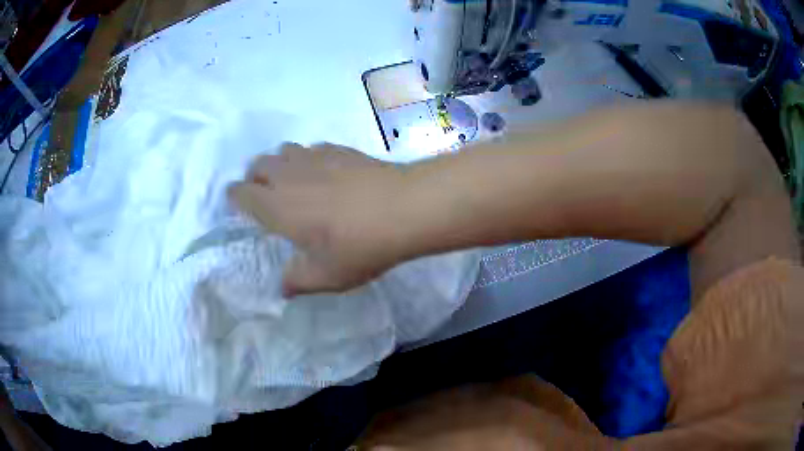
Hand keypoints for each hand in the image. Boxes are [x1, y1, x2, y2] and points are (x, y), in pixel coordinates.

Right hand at [229, 143, 406, 295]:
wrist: (404, 208)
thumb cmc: (359, 246)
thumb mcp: (326, 276)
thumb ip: (297, 282)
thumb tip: (283, 287)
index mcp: (276, 206)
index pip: (241, 193)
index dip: (235, 198)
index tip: (241, 207)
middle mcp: (289, 175)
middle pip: (258, 164)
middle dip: (255, 177)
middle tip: (268, 196)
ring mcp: (315, 157)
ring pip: (284, 150)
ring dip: (281, 164)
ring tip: (296, 183)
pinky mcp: (339, 149)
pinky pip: (313, 148)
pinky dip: (310, 159)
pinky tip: (327, 173)